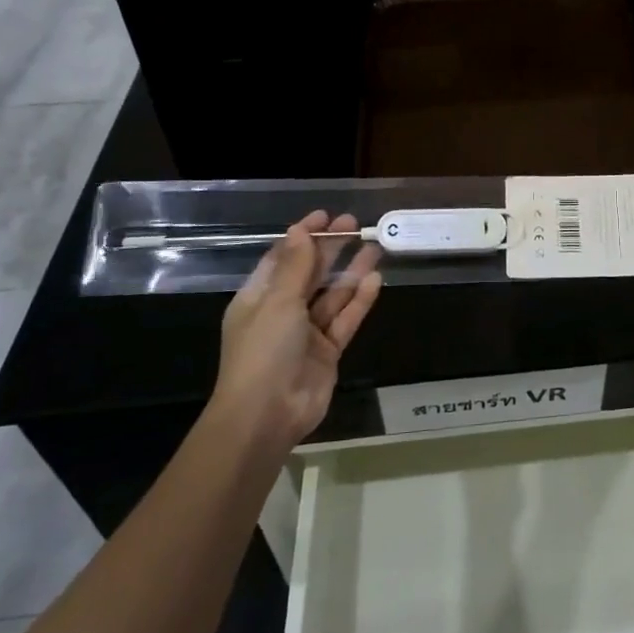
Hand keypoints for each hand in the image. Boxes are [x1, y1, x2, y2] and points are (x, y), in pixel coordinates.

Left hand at [215, 211, 382, 451]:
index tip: (325, 216)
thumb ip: (295, 266)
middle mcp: (282, 312)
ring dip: (350, 271)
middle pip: (310, 273)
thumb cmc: (263, 351)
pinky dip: (359, 300)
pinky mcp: (327, 352)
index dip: (303, 236)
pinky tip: (375, 279)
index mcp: (259, 299)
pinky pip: (345, 320)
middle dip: (331, 249)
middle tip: (355, 225)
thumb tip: (299, 230)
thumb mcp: (277, 302)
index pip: (282, 259)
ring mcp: (306, 333)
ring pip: (332, 295)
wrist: (266, 416)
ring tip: (374, 246)